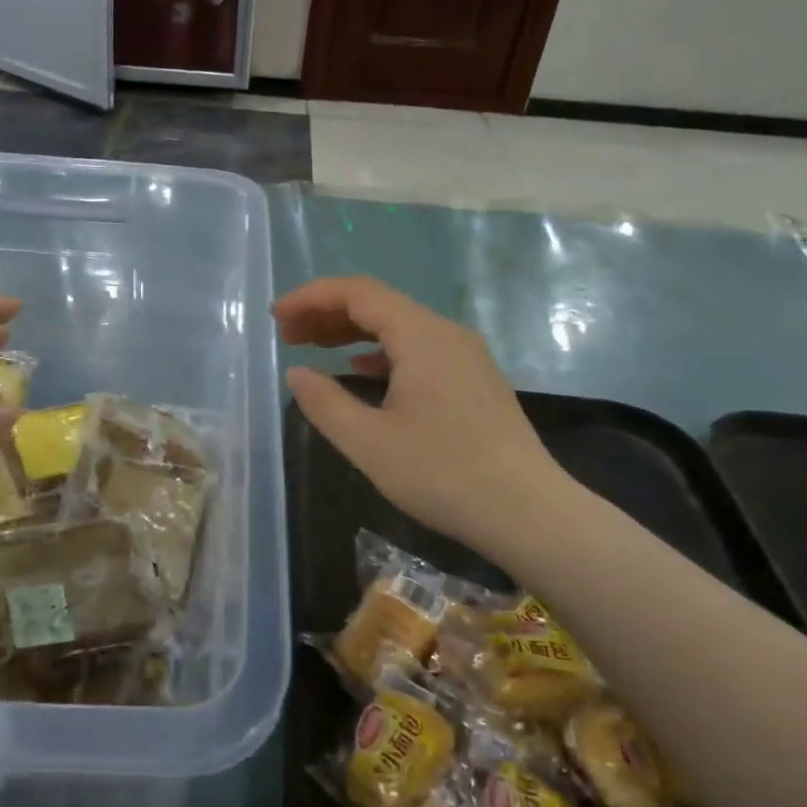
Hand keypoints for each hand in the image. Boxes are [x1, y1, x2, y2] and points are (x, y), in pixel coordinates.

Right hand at [273, 277, 576, 553]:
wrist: (530, 513)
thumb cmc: (443, 474)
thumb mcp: (369, 443)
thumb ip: (325, 403)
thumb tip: (297, 373)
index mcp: (421, 336)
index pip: (357, 293)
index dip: (312, 297)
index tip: (276, 315)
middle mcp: (446, 333)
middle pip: (378, 304)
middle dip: (327, 312)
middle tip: (286, 333)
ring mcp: (465, 356)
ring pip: (398, 327)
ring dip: (352, 332)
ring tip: (312, 347)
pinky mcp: (474, 380)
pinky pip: (417, 349)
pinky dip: (379, 352)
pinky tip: (359, 371)